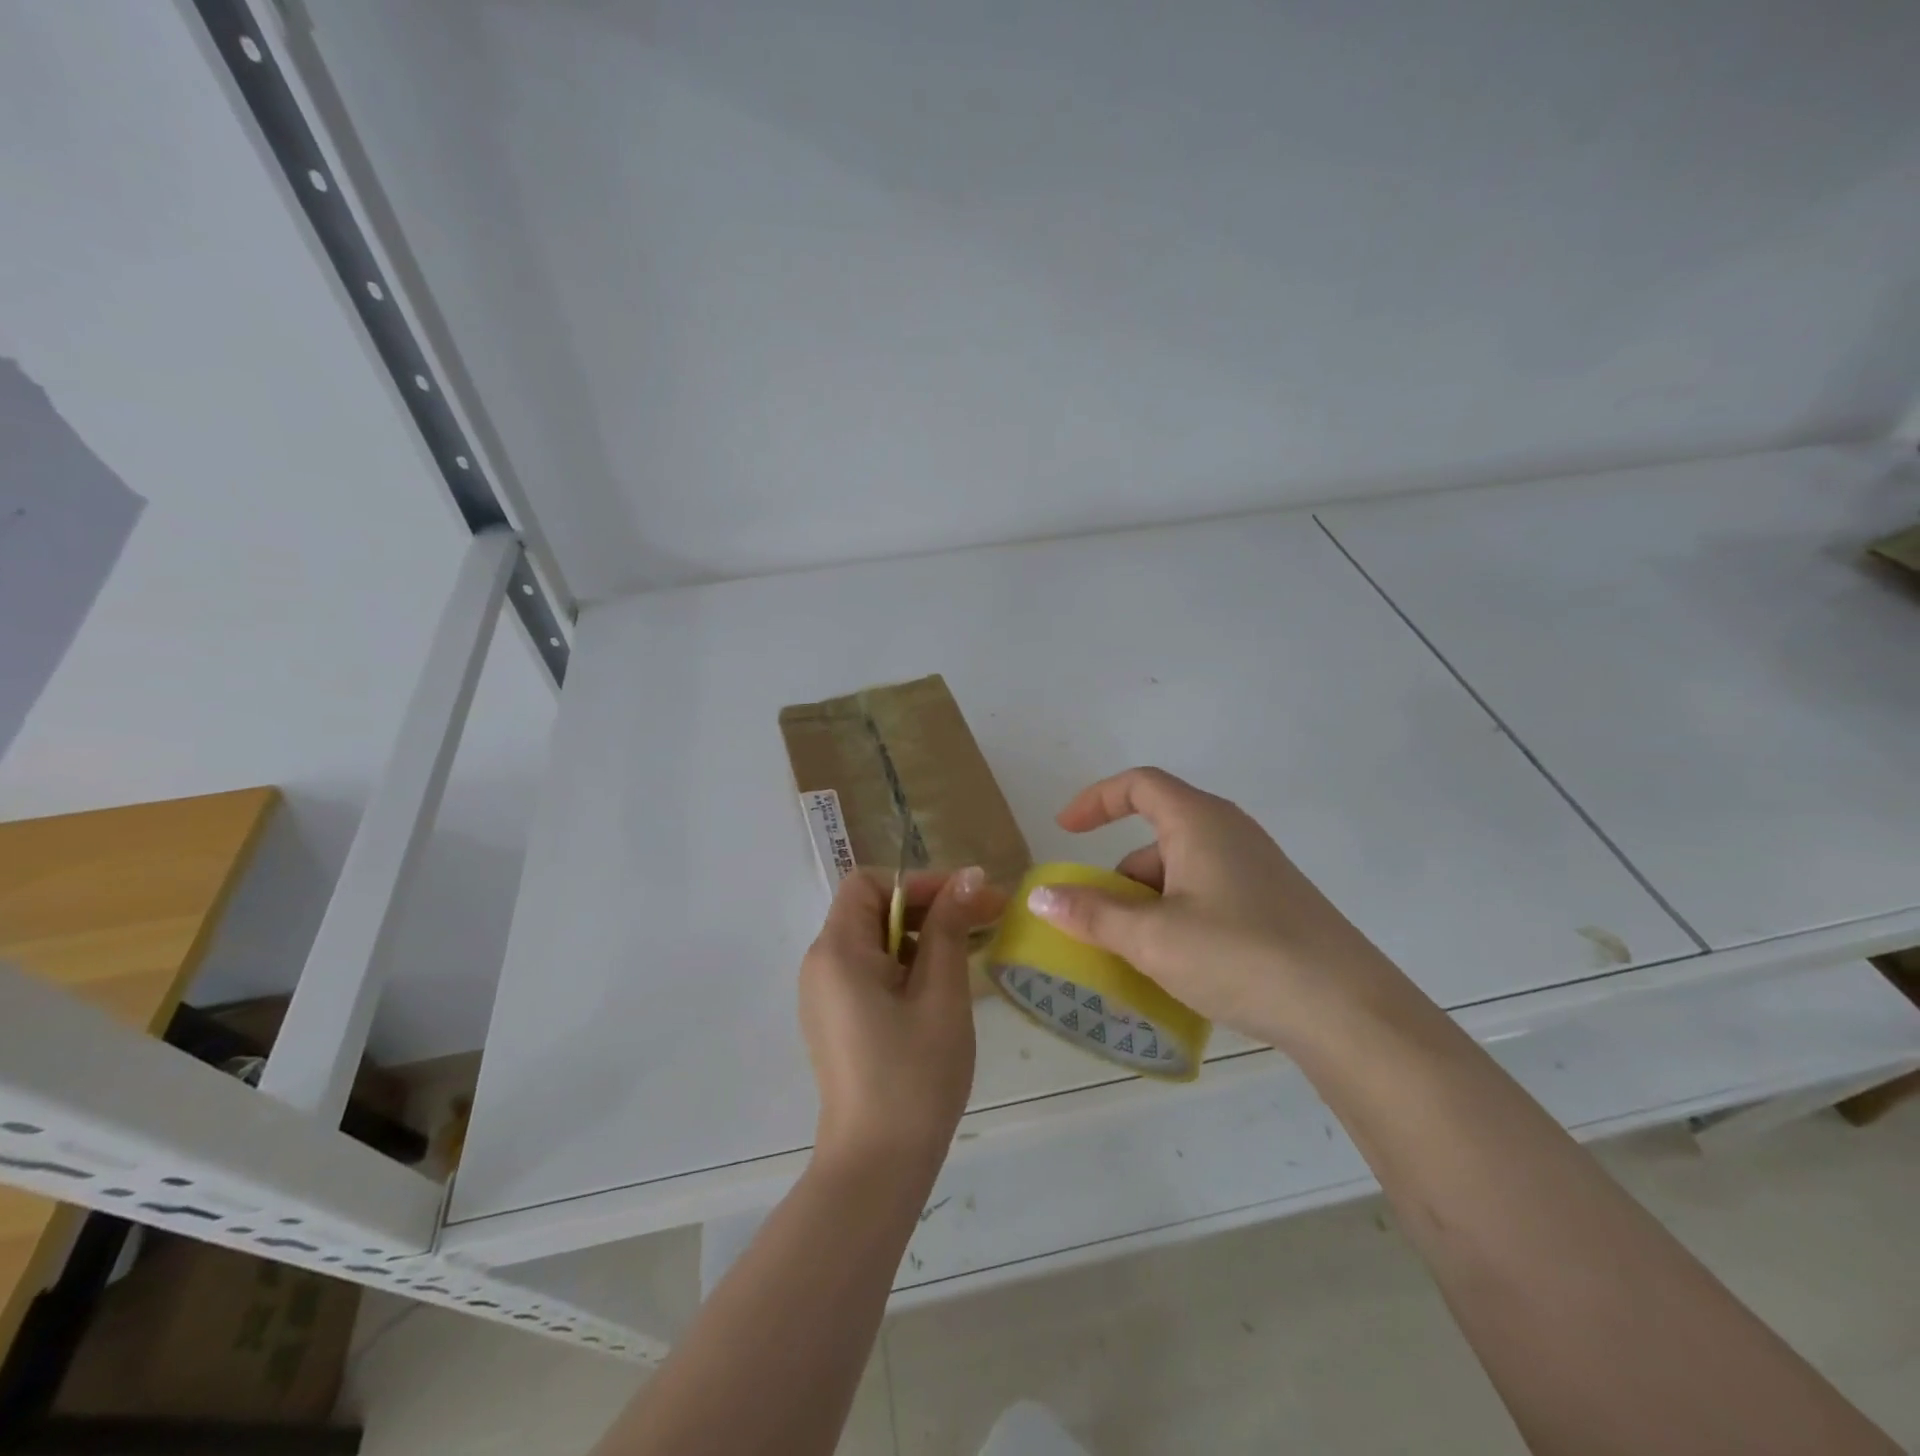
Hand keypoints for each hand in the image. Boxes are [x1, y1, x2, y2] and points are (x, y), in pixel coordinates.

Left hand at [799, 866, 1002, 1172]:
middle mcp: (821, 965)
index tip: (967, 898)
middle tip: (983, 919)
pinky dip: (905, 965)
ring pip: (874, 941)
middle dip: (928, 907)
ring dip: (921, 936)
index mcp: (837, 950)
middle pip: (871, 910)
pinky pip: (870, 971)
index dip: (919, 883)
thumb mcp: (941, 993)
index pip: (869, 884)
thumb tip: (969, 875)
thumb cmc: (914, 1074)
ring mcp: (825, 995)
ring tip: (969, 952)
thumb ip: (950, 926)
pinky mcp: (836, 1020)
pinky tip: (942, 986)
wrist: (877, 1166)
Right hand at [1025, 767, 1402, 1048]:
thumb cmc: (1240, 955)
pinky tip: (1179, 965)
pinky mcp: (1273, 903)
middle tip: (1099, 922)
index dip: (1096, 800)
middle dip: (1119, 876)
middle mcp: (1230, 833)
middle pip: (1157, 836)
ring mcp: (1256, 869)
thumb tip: (1041, 897)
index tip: (1064, 831)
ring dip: (1148, 903)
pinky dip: (1178, 917)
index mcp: (1200, 822)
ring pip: (1182, 870)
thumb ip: (1092, 915)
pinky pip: (1207, 894)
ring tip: (1136, 956)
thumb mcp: (1153, 938)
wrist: (1348, 1011)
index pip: (1138, 785)